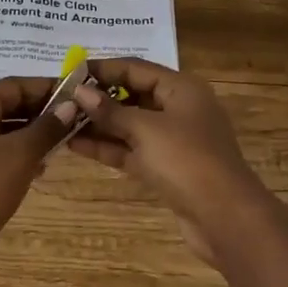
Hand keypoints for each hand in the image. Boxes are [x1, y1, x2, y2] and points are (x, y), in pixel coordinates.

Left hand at [0, 76, 74, 286]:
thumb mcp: (20, 154)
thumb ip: (46, 128)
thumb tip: (70, 105)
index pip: (13, 85)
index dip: (44, 86)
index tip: (75, 95)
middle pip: (8, 107)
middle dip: (40, 112)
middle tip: (73, 121)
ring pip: (5, 134)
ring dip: (32, 136)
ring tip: (62, 145)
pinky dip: (20, 158)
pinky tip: (40, 171)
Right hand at [67, 59, 267, 264]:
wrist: (225, 217)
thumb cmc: (186, 160)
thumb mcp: (146, 130)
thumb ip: (110, 111)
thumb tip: (79, 91)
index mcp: (181, 88)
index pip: (136, 68)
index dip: (103, 69)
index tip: (69, 72)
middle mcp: (178, 108)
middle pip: (133, 95)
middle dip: (98, 98)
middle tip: (61, 99)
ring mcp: (173, 140)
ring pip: (130, 125)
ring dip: (99, 124)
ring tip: (61, 122)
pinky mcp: (166, 168)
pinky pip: (132, 149)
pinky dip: (108, 146)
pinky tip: (75, 145)